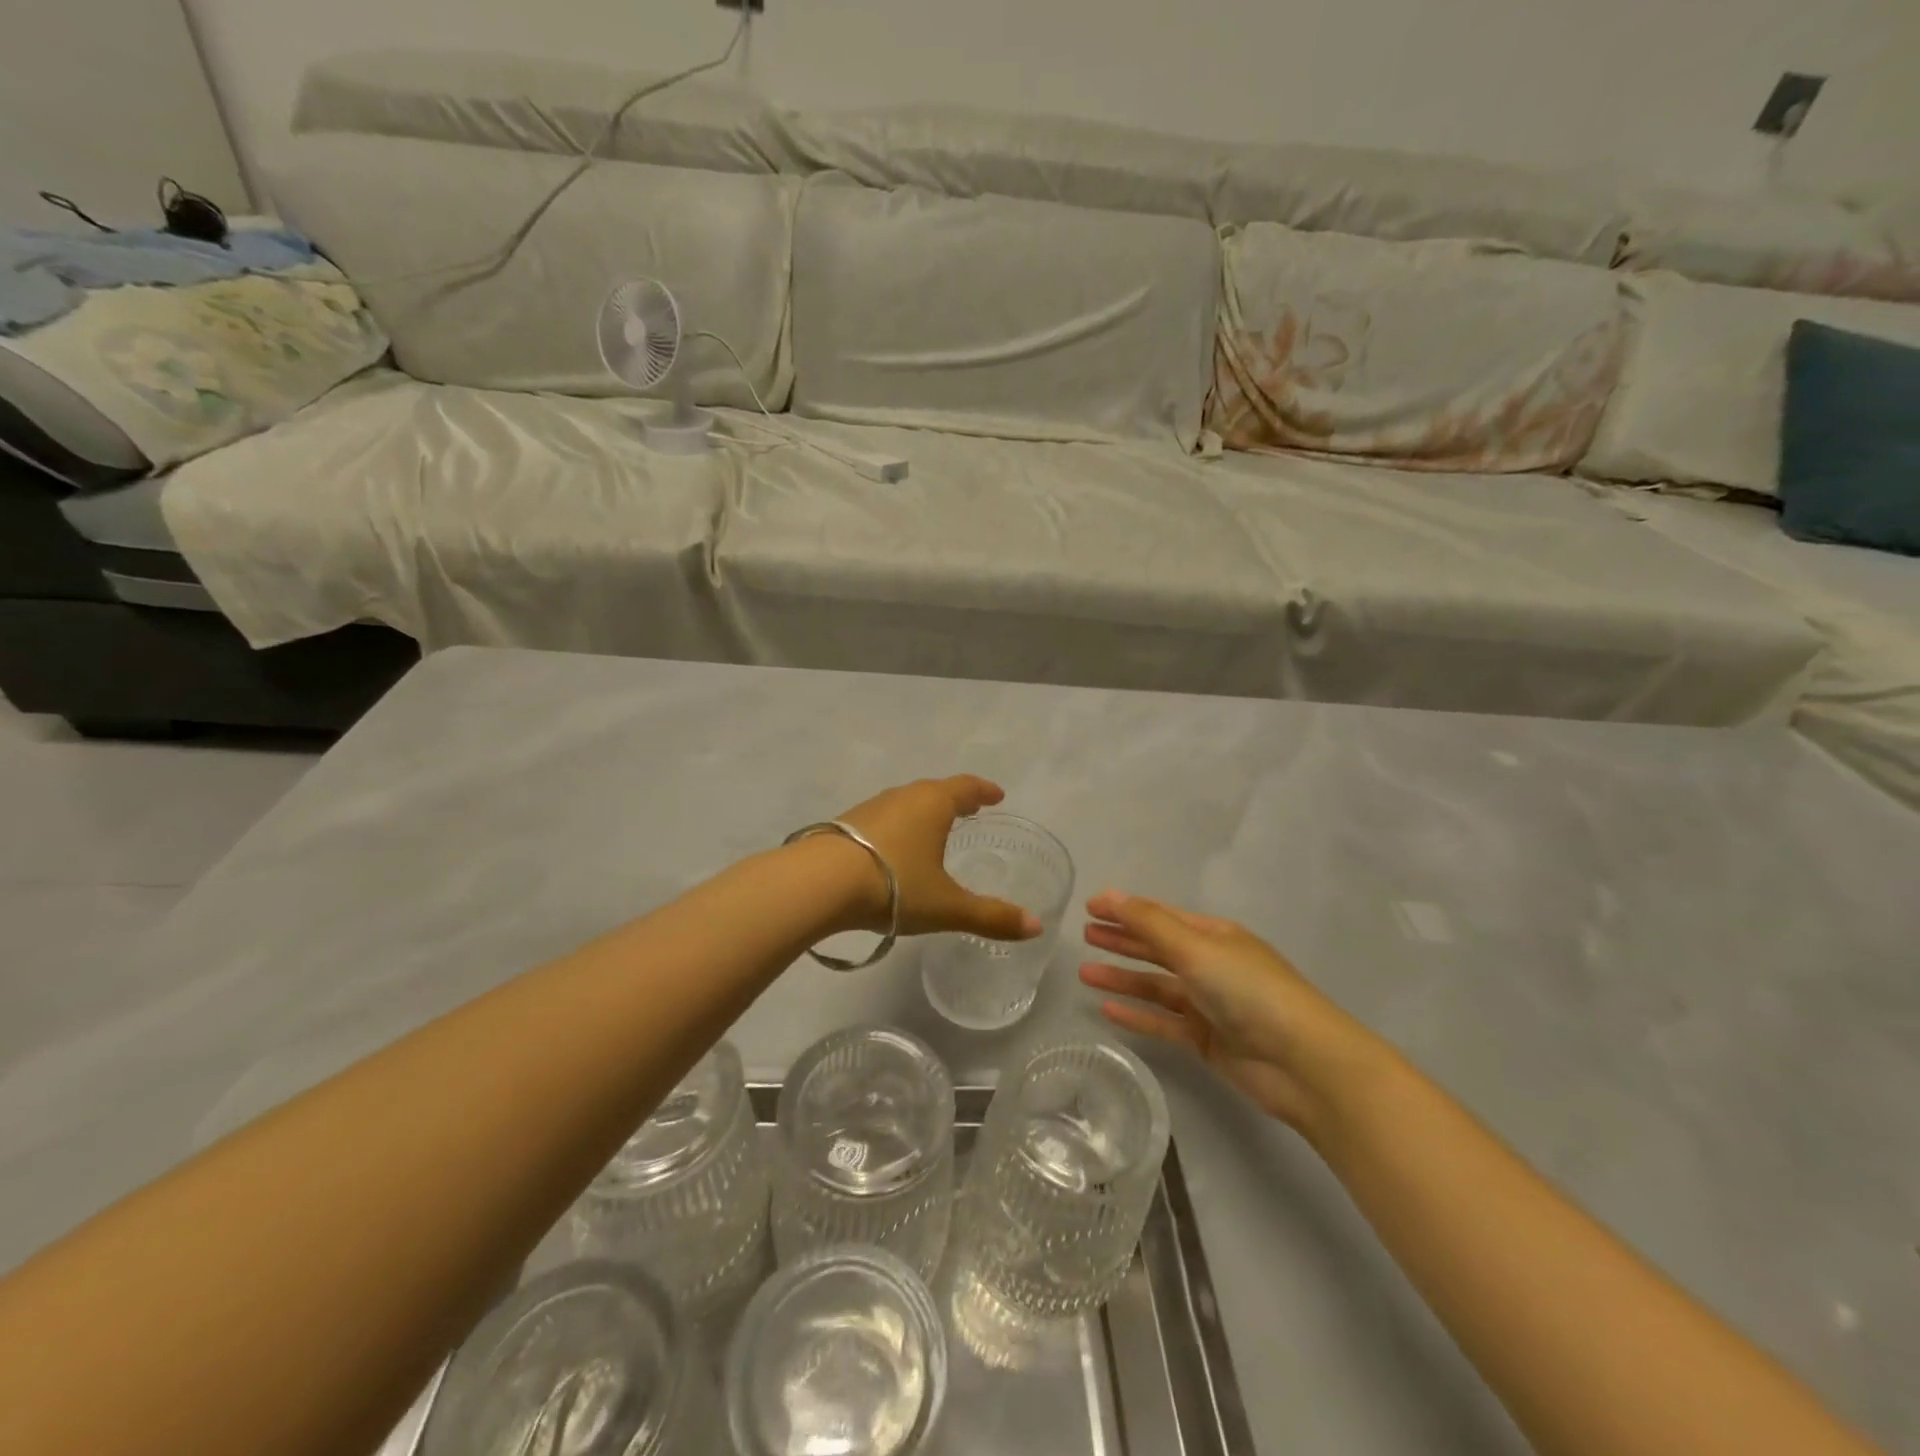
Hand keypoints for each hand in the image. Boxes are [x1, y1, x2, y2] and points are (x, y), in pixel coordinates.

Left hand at [833, 777, 1043, 940]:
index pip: (967, 787)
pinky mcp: (845, 824)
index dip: (984, 791)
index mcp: (933, 804)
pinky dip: (898, 826)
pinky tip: (893, 849)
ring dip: (924, 812)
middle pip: (936, 791)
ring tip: (933, 829)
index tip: (997, 796)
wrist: (819, 884)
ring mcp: (871, 807)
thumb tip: (1036, 927)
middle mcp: (903, 796)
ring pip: (906, 803)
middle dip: (955, 799)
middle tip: (970, 810)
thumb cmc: (893, 886)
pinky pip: (883, 818)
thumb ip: (991, 916)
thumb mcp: (947, 906)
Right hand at [1080, 891, 1382, 1134]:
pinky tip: (1107, 1010)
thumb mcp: (1196, 948)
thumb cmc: (1249, 991)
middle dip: (1121, 940)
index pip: (1160, 915)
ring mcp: (1209, 1003)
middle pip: (1157, 947)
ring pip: (1156, 985)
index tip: (1088, 908)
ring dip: (1122, 978)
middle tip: (1083, 936)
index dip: (1124, 909)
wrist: (1303, 1063)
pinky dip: (1137, 1014)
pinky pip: (1163, 1021)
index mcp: (1214, 935)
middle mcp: (1211, 964)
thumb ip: (1149, 923)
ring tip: (1084, 973)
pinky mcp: (1207, 1040)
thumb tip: (1110, 894)